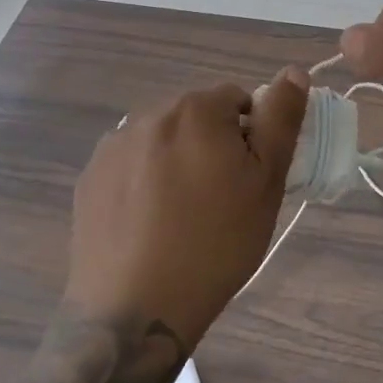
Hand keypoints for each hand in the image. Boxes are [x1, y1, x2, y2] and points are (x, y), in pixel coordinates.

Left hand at [66, 70, 309, 344]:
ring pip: (162, 140)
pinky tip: (147, 223)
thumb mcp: (267, 182)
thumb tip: (293, 71)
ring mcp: (113, 146)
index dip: (249, 138)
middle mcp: (149, 114)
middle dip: (211, 145)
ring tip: (180, 215)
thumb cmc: (216, 244)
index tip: (247, 180)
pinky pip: (129, 164)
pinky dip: (143, 181)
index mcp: (196, 109)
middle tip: (219, 201)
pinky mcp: (89, 178)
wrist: (136, 311)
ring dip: (176, 160)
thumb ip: (281, 120)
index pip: (236, 101)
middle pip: (196, 117)